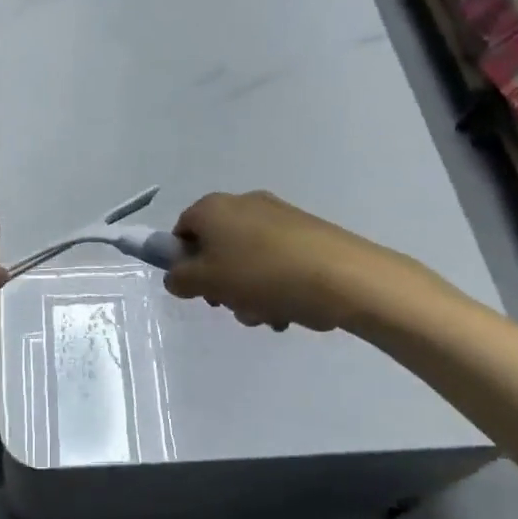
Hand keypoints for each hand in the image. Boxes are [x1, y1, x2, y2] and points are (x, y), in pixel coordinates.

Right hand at [163, 190, 379, 332]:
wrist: (340, 276)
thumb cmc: (261, 275)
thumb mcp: (206, 282)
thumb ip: (180, 279)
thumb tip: (177, 275)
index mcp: (213, 208)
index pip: (182, 230)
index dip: (182, 261)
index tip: (196, 289)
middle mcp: (244, 204)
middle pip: (217, 247)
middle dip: (221, 283)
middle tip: (231, 305)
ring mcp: (278, 217)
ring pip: (248, 260)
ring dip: (249, 292)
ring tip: (267, 315)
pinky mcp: (306, 233)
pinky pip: (277, 262)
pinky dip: (276, 286)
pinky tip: (289, 309)